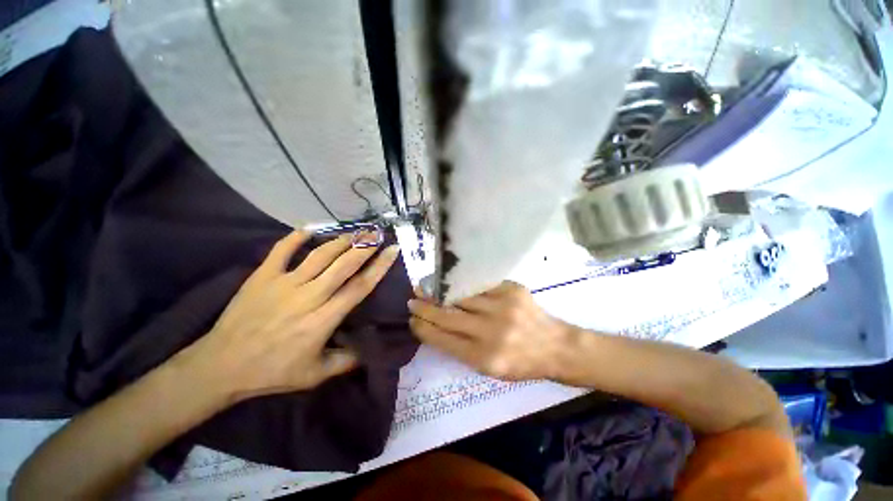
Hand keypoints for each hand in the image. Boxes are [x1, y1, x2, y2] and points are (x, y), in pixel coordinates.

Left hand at [176, 230, 399, 402]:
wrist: (229, 361)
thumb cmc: (273, 373)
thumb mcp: (314, 376)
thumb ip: (343, 362)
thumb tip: (365, 350)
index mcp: (322, 321)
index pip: (357, 289)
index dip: (378, 268)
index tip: (393, 252)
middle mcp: (308, 296)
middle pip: (342, 265)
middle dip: (364, 247)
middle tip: (379, 234)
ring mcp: (284, 282)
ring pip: (318, 255)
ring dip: (339, 241)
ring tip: (355, 232)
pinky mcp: (263, 274)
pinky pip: (282, 249)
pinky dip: (296, 237)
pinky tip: (309, 230)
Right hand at [408, 281, 576, 380]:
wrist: (556, 347)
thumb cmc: (521, 365)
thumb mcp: (490, 371)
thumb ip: (463, 352)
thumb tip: (436, 329)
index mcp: (483, 358)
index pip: (442, 339)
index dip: (422, 328)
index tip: (411, 320)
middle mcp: (491, 332)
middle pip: (447, 316)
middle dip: (425, 308)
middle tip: (412, 300)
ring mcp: (503, 308)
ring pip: (461, 297)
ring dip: (441, 293)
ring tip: (427, 288)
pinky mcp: (513, 291)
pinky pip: (481, 286)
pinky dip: (466, 287)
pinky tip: (455, 285)